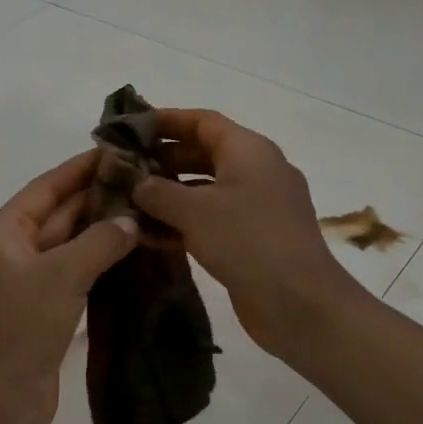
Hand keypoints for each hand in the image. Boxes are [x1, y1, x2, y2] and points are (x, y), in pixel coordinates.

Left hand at [0, 151, 137, 423]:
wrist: (3, 399)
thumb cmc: (23, 327)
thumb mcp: (63, 275)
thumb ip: (100, 241)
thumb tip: (131, 219)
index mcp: (2, 231)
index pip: (47, 186)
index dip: (81, 168)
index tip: (117, 150)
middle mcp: (10, 248)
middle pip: (58, 212)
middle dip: (98, 197)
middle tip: (142, 180)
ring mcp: (25, 277)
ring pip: (68, 242)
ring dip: (101, 229)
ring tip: (144, 208)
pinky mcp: (41, 303)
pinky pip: (72, 269)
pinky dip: (98, 259)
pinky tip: (130, 250)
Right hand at [132, 109, 360, 360]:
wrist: (299, 303)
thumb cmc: (247, 241)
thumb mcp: (194, 211)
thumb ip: (158, 192)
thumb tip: (135, 182)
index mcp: (249, 150)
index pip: (203, 121)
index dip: (166, 121)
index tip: (129, 128)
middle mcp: (256, 171)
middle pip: (203, 153)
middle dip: (162, 159)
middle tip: (123, 169)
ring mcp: (257, 207)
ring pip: (205, 189)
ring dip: (168, 194)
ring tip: (128, 201)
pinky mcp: (252, 239)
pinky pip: (212, 219)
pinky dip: (183, 222)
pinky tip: (149, 235)